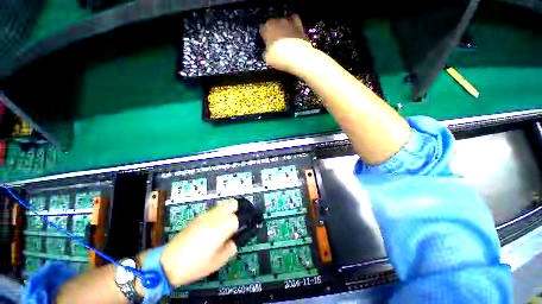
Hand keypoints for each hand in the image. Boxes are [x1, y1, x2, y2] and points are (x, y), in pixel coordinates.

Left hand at [160, 199, 238, 285]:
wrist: (167, 263)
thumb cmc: (195, 265)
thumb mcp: (218, 261)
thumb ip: (231, 247)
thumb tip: (234, 239)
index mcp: (222, 227)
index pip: (239, 217)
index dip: (244, 223)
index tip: (244, 229)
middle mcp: (215, 216)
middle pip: (233, 203)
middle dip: (239, 209)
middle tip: (239, 221)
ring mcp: (206, 215)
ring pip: (223, 204)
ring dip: (229, 210)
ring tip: (228, 223)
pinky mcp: (198, 217)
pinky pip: (214, 210)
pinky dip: (219, 213)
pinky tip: (215, 226)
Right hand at [260, 15, 312, 72]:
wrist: (298, 56)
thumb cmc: (280, 58)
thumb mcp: (268, 59)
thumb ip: (266, 53)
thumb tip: (267, 53)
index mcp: (267, 29)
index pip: (262, 30)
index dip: (264, 38)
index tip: (266, 44)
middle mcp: (277, 22)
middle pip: (273, 24)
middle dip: (273, 31)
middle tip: (275, 43)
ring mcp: (289, 22)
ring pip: (283, 20)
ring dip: (283, 27)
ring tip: (284, 36)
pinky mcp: (299, 25)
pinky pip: (295, 19)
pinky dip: (293, 24)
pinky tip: (293, 30)